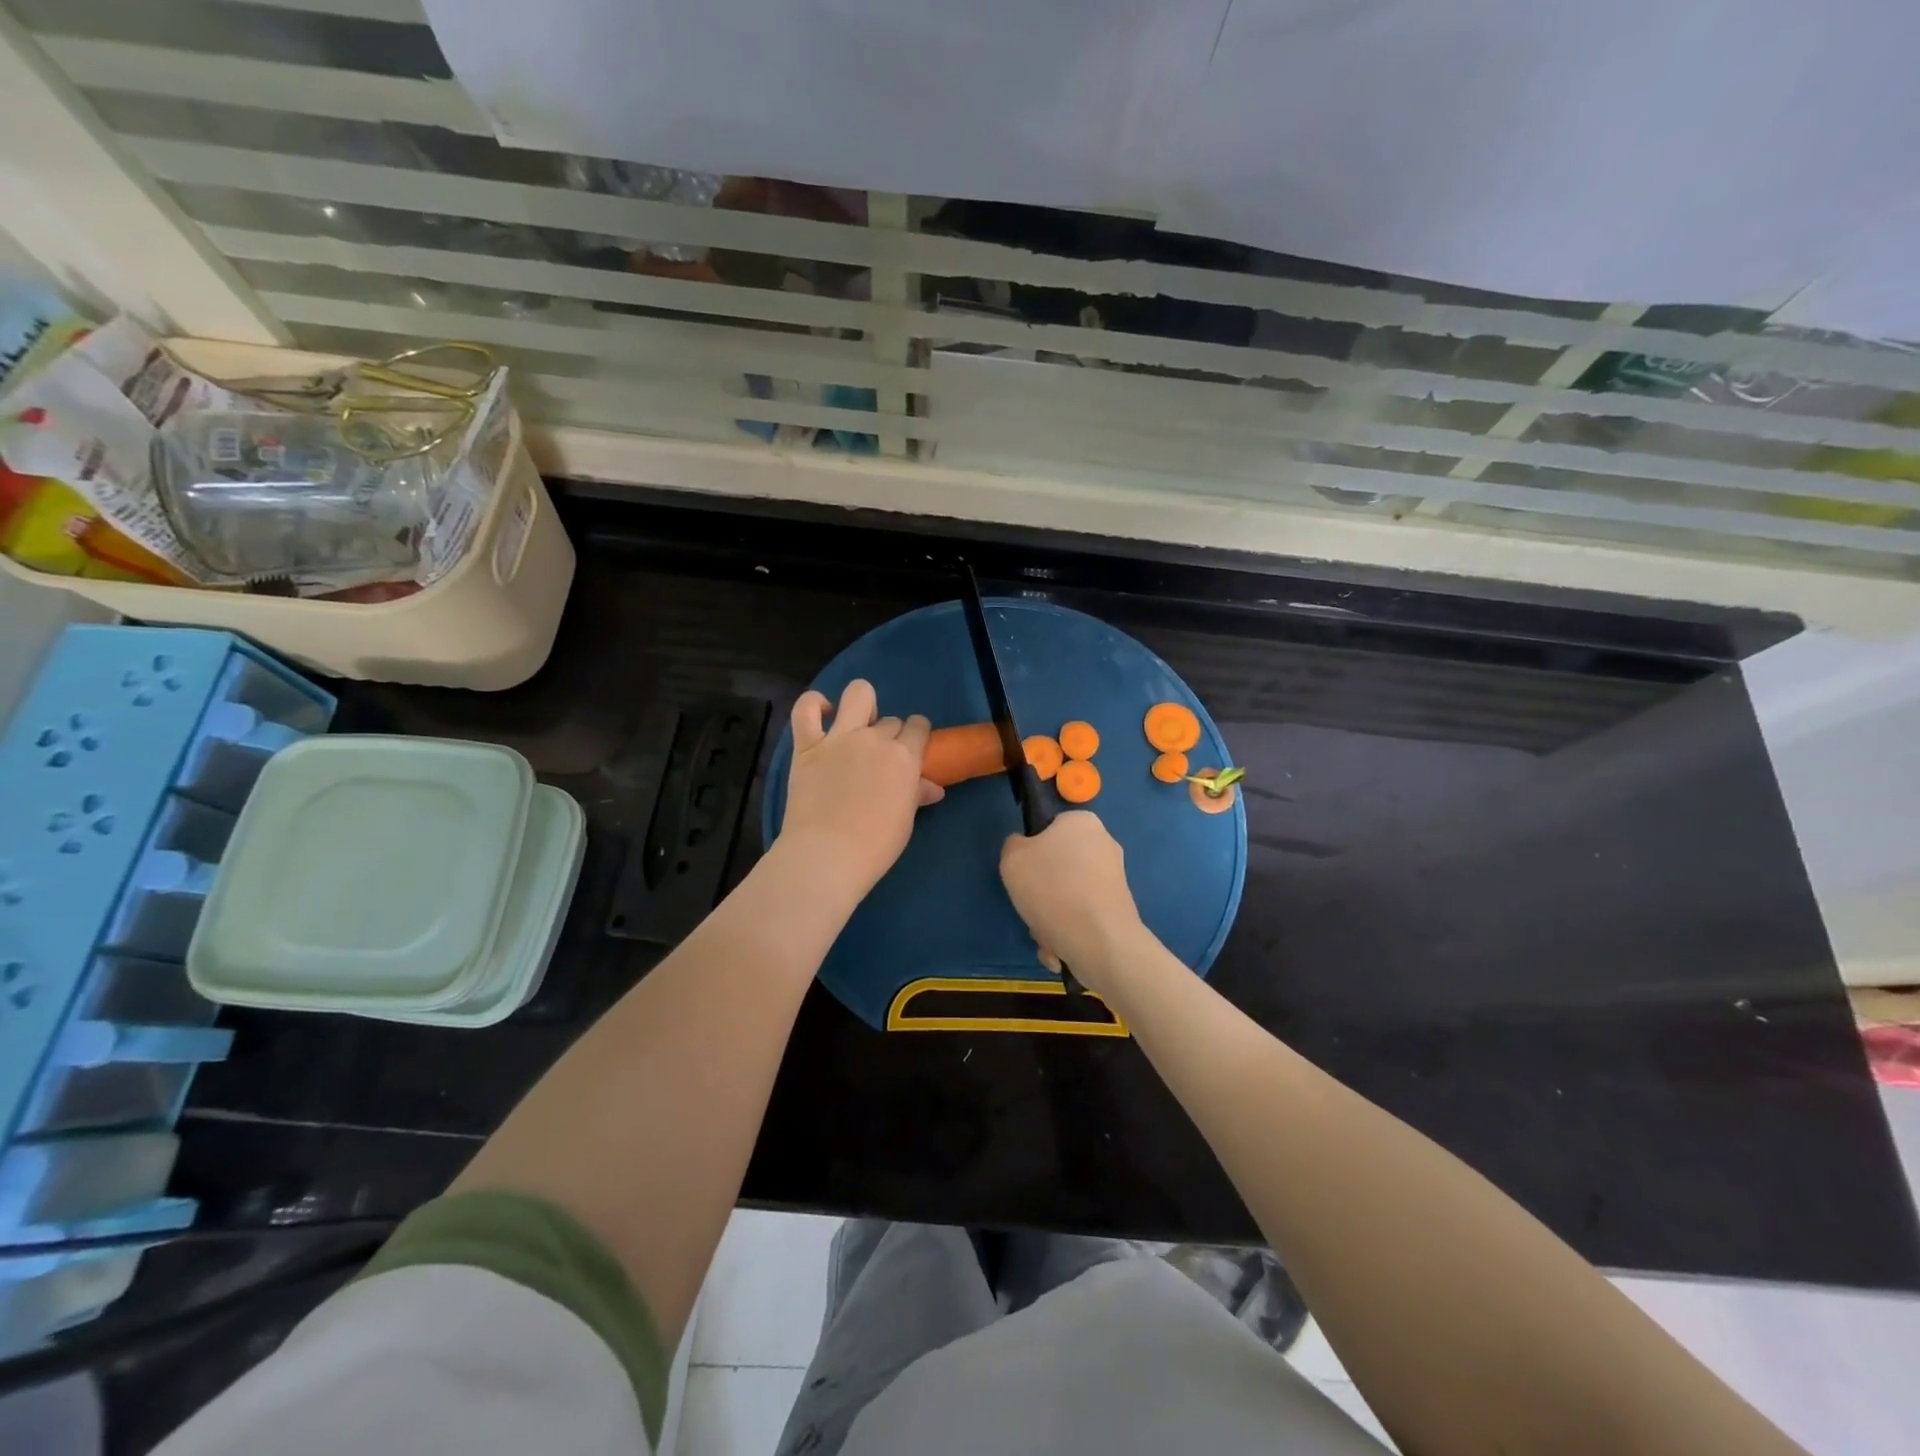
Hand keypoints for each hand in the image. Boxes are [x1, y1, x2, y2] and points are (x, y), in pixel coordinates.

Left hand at [782, 679, 943, 896]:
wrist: (828, 854)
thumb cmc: (875, 845)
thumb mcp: (905, 820)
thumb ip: (917, 794)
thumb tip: (934, 788)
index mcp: (904, 756)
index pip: (919, 726)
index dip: (917, 734)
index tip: (911, 748)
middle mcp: (874, 738)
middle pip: (890, 720)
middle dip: (889, 735)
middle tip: (879, 759)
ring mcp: (839, 737)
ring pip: (858, 694)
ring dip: (862, 705)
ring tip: (856, 725)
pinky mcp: (807, 745)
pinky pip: (806, 709)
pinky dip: (814, 704)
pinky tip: (822, 712)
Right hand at [999, 811, 1146, 992]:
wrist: (1099, 940)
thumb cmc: (1052, 888)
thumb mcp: (1012, 858)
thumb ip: (1014, 846)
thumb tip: (1026, 850)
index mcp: (1082, 821)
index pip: (1049, 828)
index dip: (1032, 851)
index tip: (1024, 873)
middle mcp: (1104, 844)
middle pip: (1059, 866)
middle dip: (1042, 892)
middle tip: (1032, 906)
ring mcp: (1115, 878)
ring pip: (1068, 895)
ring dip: (1051, 916)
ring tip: (1046, 935)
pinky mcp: (1120, 908)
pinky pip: (1083, 916)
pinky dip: (1068, 930)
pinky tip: (1060, 948)